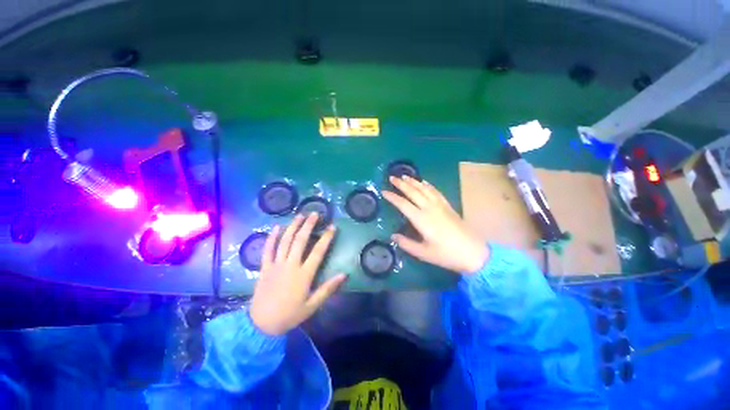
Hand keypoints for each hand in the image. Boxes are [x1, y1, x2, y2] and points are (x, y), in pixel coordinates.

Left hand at [249, 213, 347, 335]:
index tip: (332, 227)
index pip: (318, 251)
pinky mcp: (264, 267)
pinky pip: (268, 249)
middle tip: (315, 213)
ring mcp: (276, 265)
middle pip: (300, 241)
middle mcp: (290, 265)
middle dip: (308, 225)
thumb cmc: (290, 315)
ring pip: (285, 241)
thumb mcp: (312, 305)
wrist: (262, 324)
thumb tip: (344, 274)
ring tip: (300, 215)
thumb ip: (328, 289)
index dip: (326, 238)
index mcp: (304, 274)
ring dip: (293, 227)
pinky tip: (277, 227)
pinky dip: (272, 237)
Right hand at [383, 176, 488, 273]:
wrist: (474, 253)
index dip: (392, 197)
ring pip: (424, 189)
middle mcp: (430, 208)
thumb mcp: (423, 253)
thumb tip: (393, 236)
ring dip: (414, 181)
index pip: (403, 204)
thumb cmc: (447, 254)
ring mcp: (440, 206)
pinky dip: (428, 185)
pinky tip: (424, 182)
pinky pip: (436, 191)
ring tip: (405, 176)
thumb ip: (406, 244)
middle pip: (413, 192)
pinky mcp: (448, 206)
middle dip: (401, 184)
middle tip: (392, 178)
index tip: (383, 191)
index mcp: (421, 220)